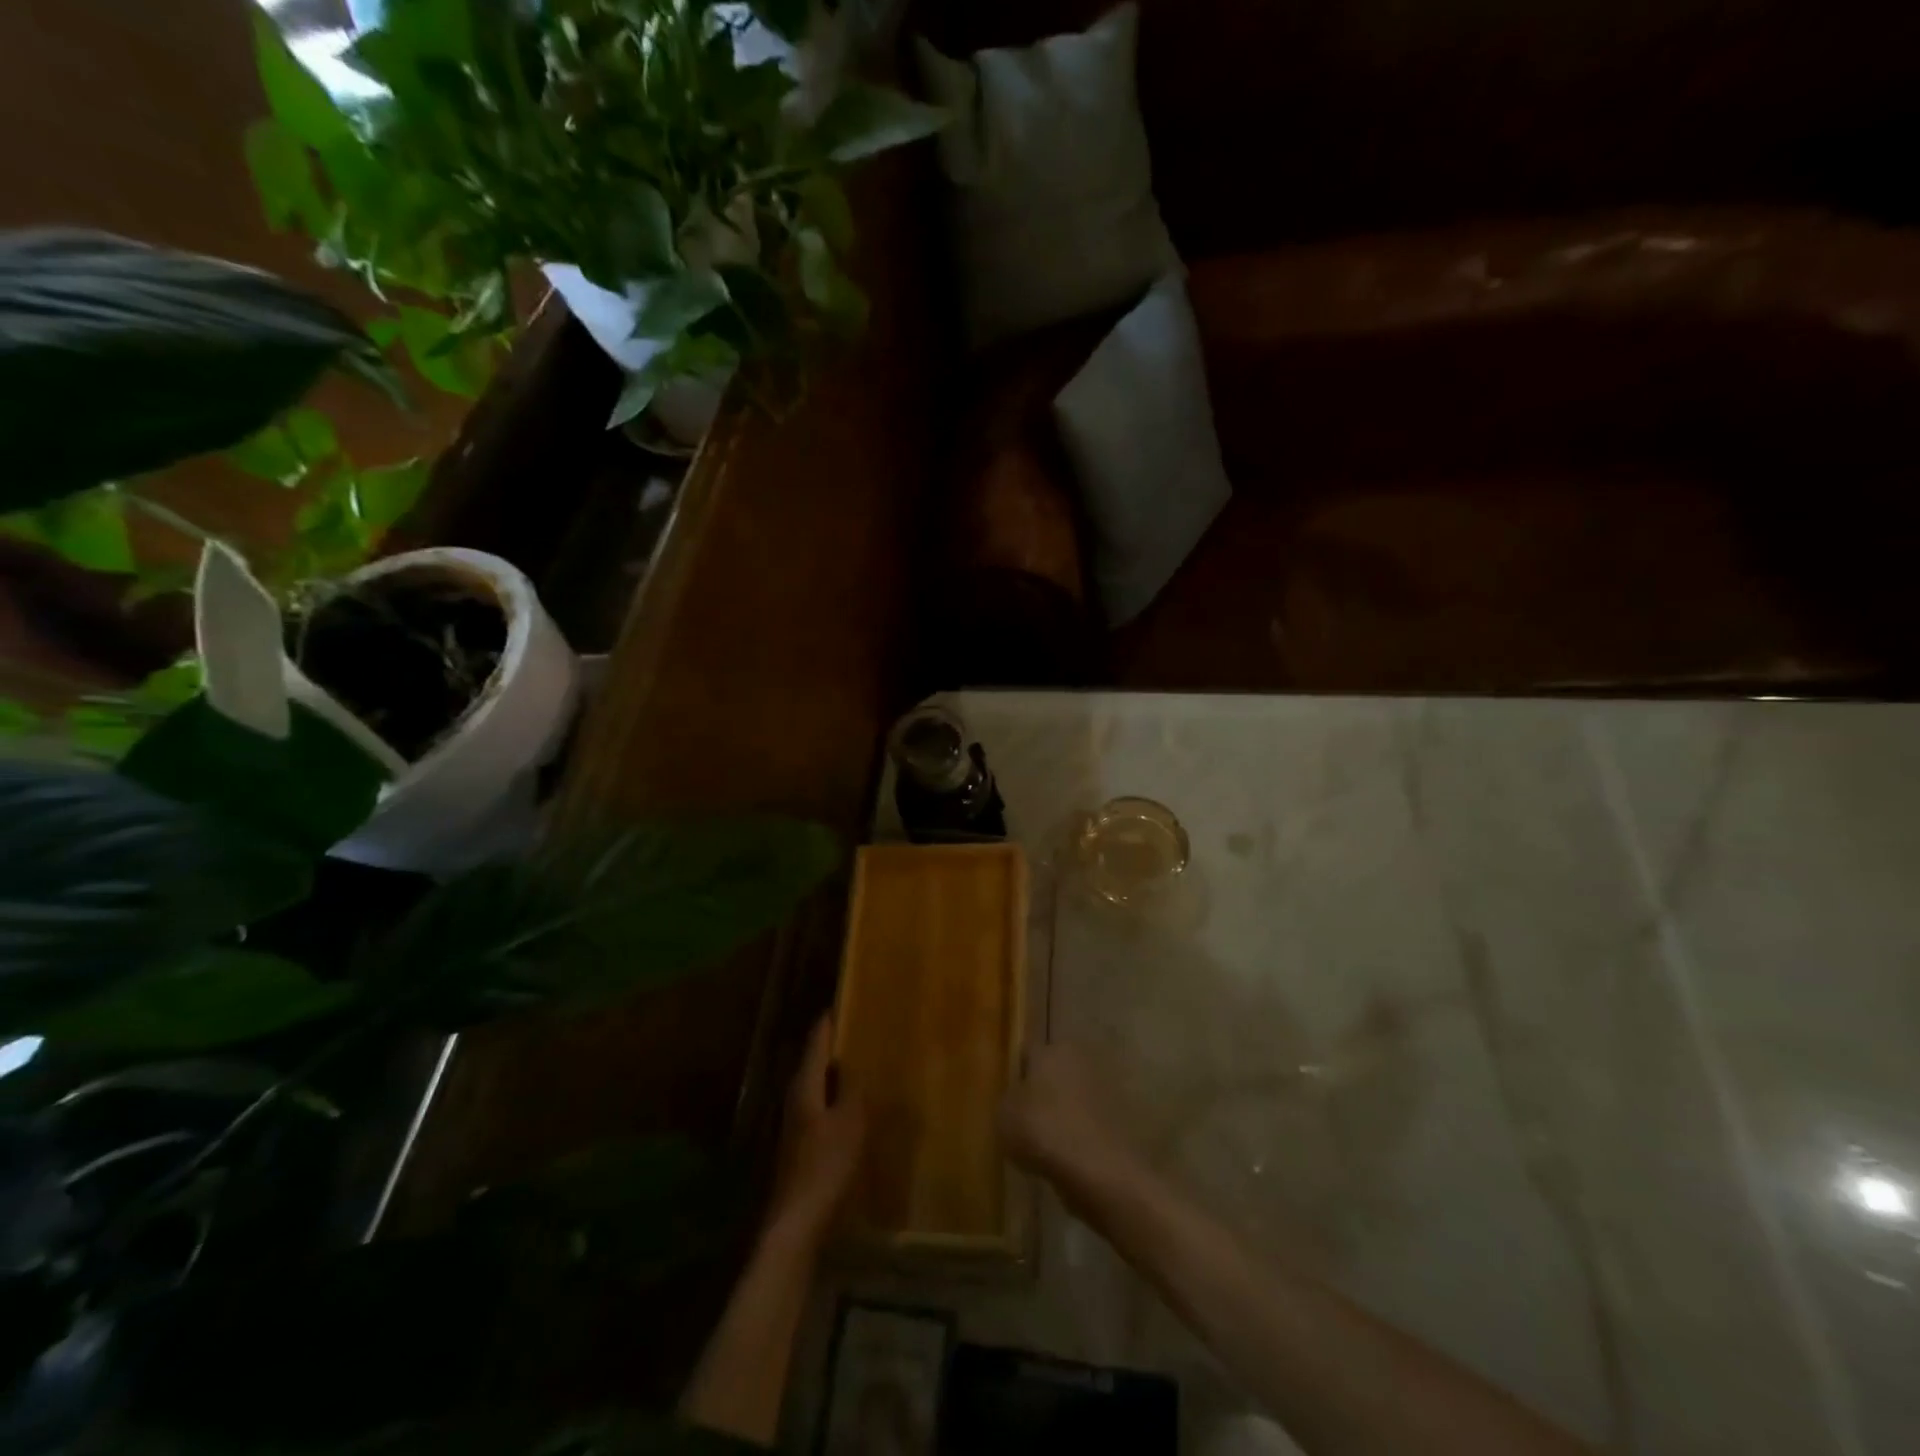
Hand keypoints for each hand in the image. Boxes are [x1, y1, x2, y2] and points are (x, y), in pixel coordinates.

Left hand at [764, 1014, 866, 1250]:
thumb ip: (853, 1089)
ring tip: (861, 1062)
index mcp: (805, 1086)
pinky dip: (835, 1097)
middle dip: (833, 1045)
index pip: (817, 1042)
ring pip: (817, 1085)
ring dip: (835, 1073)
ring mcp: (795, 1124)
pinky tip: (851, 1105)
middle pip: (814, 1062)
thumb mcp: (850, 1122)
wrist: (796, 1222)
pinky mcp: (801, 1146)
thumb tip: (856, 1062)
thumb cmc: (825, 1165)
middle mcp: (795, 1098)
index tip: (843, 1001)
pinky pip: (820, 1107)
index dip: (829, 1021)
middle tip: (859, 1028)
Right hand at [1000, 1043, 1136, 1195]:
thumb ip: (1007, 1100)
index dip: (1015, 1077)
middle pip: (1053, 1073)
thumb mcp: (1005, 1116)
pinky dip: (1081, 1133)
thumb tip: (1015, 1099)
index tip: (1007, 1102)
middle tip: (1026, 1123)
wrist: (1102, 1170)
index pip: (1026, 1054)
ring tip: (1047, 1146)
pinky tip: (1069, 1157)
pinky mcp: (1122, 1116)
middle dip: (1041, 1093)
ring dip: (1063, 1113)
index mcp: (1052, 1048)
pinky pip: (1090, 1121)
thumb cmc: (1044, 1131)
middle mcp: (1081, 1058)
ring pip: (1073, 1097)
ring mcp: (1105, 1086)